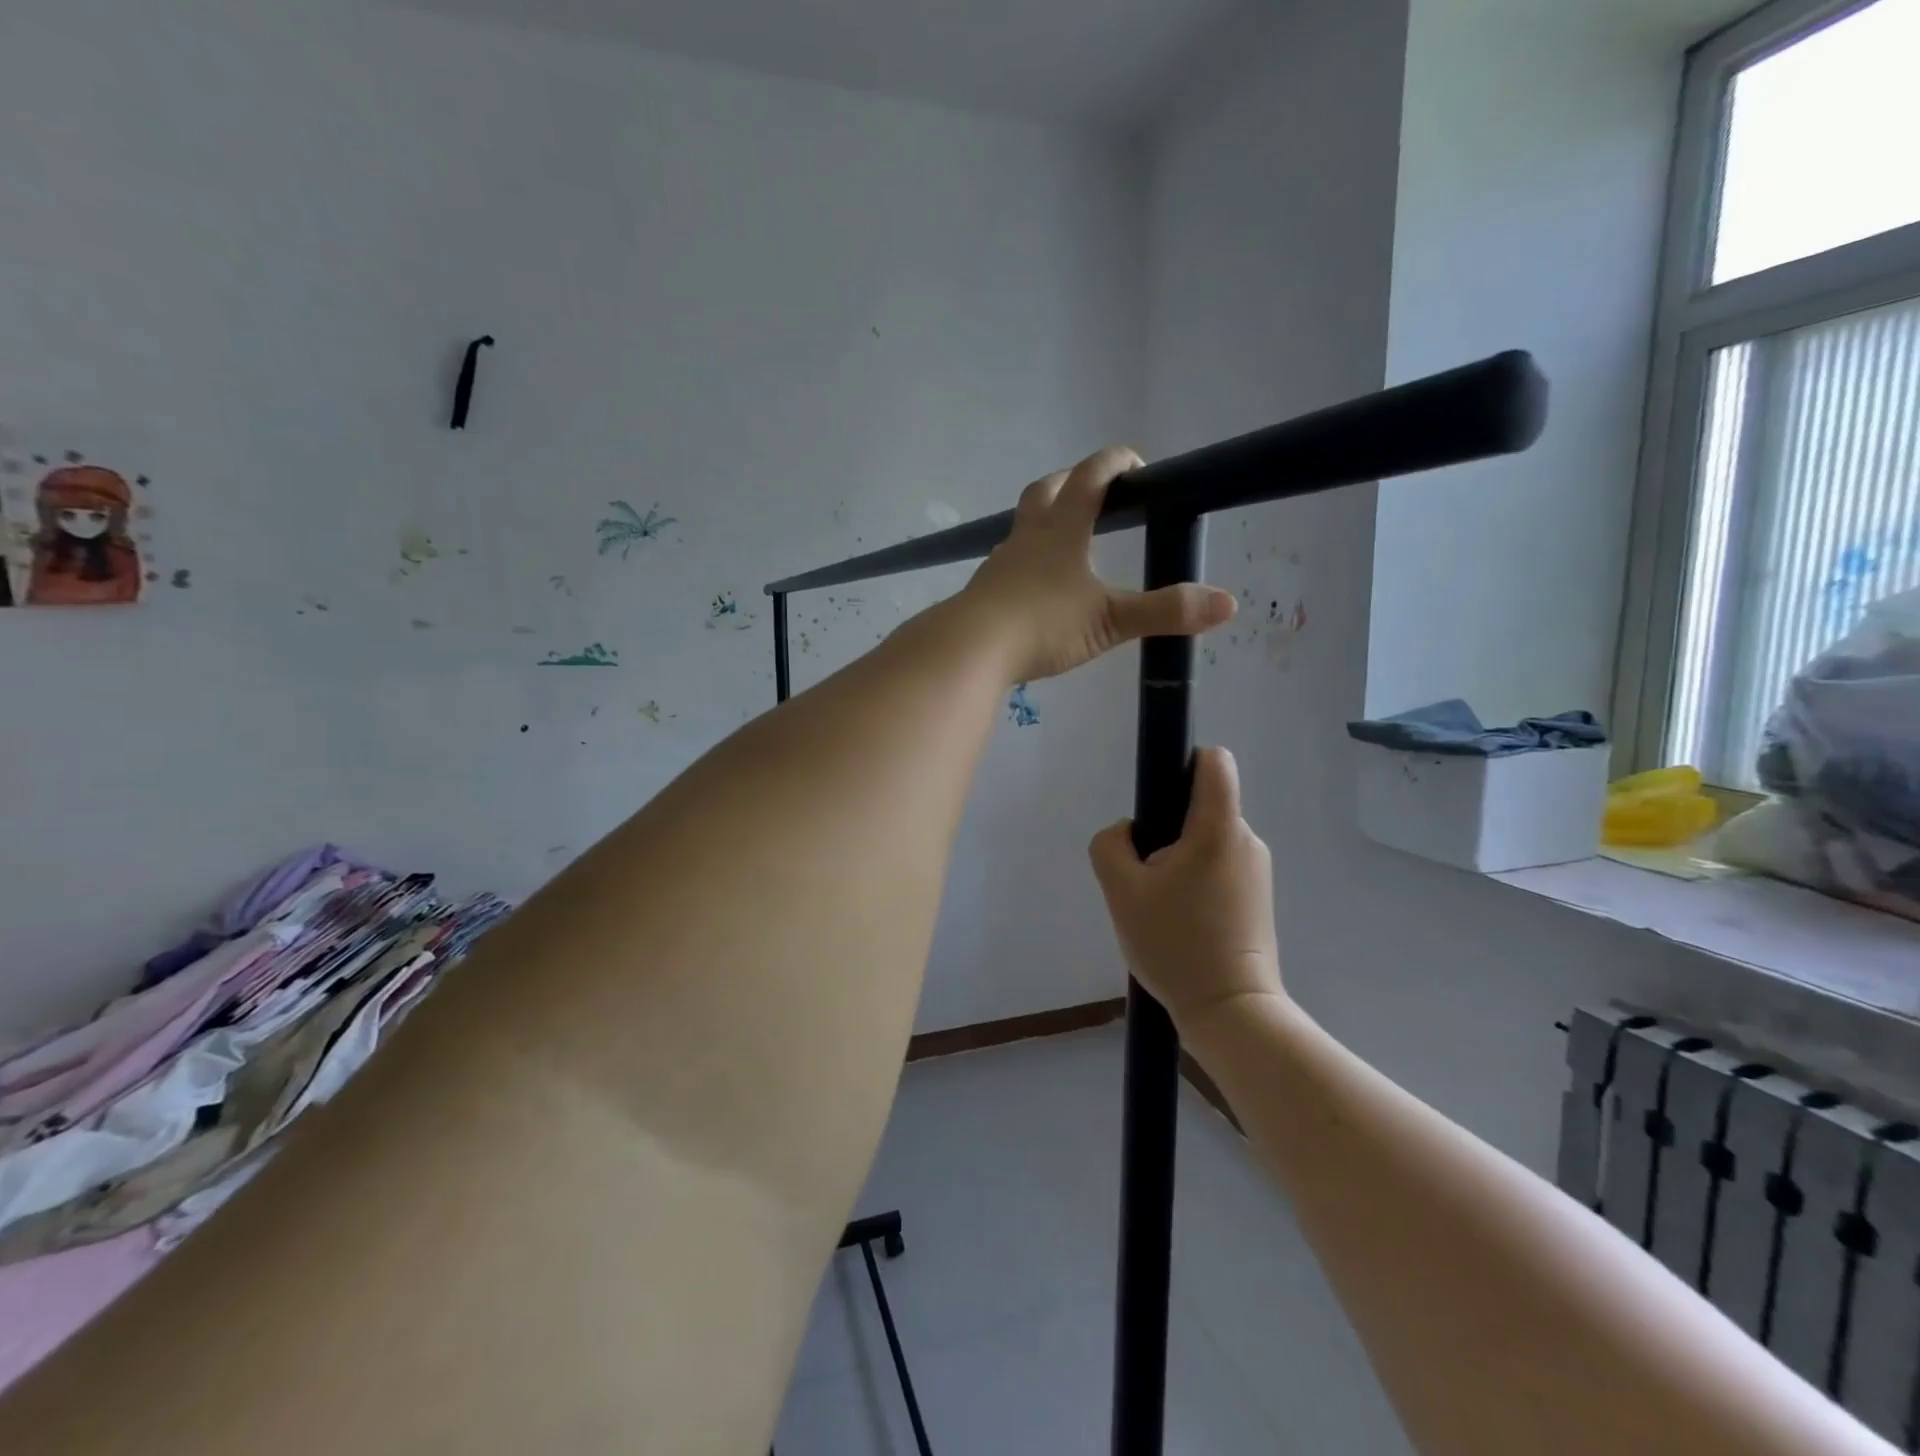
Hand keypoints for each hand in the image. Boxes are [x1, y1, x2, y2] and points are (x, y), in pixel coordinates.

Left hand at [959, 447, 1235, 683]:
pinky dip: (1028, 560)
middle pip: (1046, 490)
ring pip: (1024, 526)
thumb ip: (1165, 611)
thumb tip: (1228, 604)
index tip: (1137, 464)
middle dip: (1074, 481)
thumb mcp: (1109, 620)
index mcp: (1061, 529)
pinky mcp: (985, 590)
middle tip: (1098, 493)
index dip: (1115, 462)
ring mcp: (1001, 563)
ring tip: (1069, 540)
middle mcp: (1028, 536)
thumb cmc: (1042, 625)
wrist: (970, 650)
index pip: (1090, 477)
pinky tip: (1036, 585)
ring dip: (1047, 520)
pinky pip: (1010, 562)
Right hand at [1088, 748, 1284, 1032]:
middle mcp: (1245, 840)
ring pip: (1206, 841)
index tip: (1158, 797)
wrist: (1230, 1011)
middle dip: (1167, 831)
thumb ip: (1111, 845)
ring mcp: (1257, 870)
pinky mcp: (1258, 897)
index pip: (1214, 761)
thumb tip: (1128, 833)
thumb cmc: (1176, 944)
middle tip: (1146, 878)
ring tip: (1161, 907)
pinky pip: (1218, 868)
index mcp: (1218, 829)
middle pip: (1201, 807)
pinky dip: (1195, 882)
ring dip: (1179, 861)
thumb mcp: (1121, 891)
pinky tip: (1180, 922)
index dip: (1183, 762)